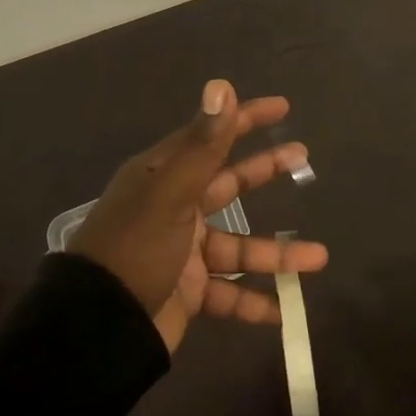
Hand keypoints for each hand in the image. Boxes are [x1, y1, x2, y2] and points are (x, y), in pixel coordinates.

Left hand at [69, 79, 327, 353]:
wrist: (96, 330)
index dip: (244, 119)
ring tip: (319, 258)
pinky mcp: (188, 292)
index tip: (283, 107)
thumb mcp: (171, 194)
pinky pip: (228, 295)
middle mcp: (174, 209)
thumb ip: (203, 145)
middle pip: (228, 184)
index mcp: (163, 178)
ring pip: (239, 247)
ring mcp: (182, 253)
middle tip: (303, 160)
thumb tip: (221, 84)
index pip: (210, 137)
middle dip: (265, 172)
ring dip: (277, 254)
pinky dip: (254, 303)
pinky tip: (284, 310)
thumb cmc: (136, 249)